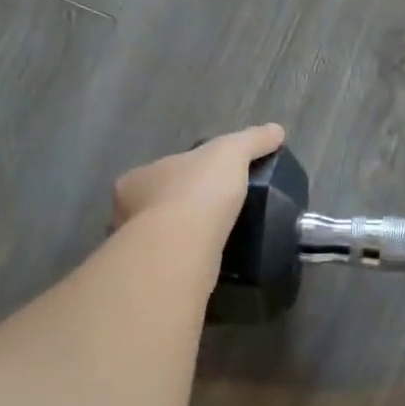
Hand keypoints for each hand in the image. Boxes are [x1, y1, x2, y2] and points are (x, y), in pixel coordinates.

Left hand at [113, 125, 285, 247]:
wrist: (182, 246)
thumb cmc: (197, 191)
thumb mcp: (231, 153)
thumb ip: (252, 141)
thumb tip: (276, 130)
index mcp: (138, 178)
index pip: (163, 171)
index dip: (185, 172)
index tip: (208, 180)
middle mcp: (127, 212)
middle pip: (158, 203)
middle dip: (181, 206)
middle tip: (215, 211)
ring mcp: (136, 246)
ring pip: (163, 236)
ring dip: (184, 235)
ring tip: (217, 237)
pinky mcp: (150, 274)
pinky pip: (172, 261)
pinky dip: (189, 259)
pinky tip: (211, 260)